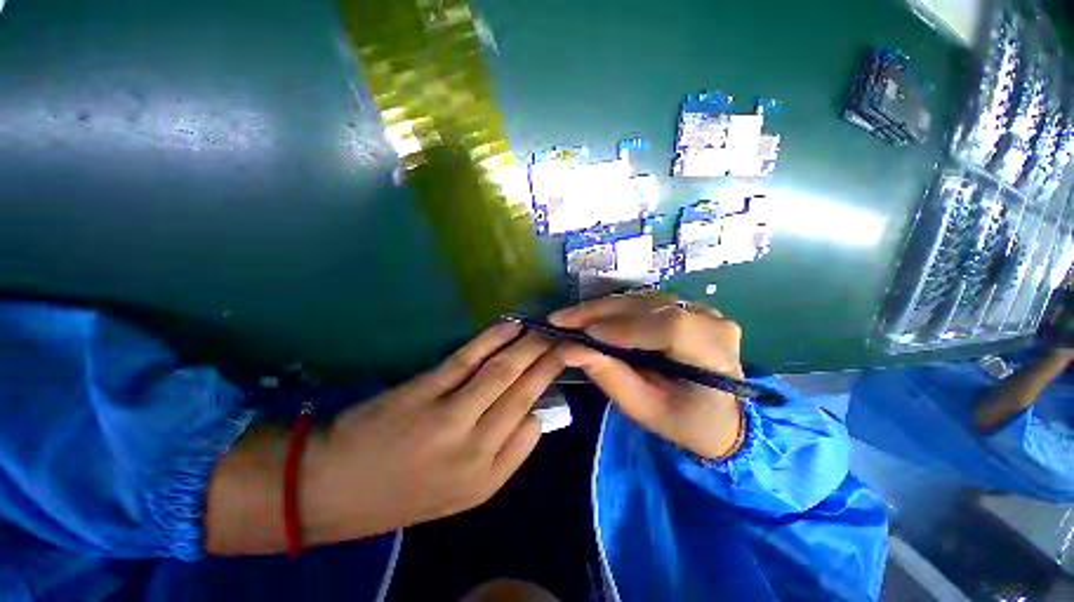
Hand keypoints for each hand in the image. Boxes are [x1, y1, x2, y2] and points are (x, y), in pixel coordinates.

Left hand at [300, 322, 562, 544]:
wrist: (332, 489)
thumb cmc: (403, 492)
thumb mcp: (462, 493)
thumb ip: (506, 456)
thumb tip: (534, 414)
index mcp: (485, 477)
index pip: (533, 423)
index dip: (550, 387)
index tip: (563, 364)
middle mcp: (474, 448)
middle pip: (523, 391)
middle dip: (549, 360)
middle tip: (566, 339)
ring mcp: (448, 416)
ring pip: (502, 372)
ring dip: (528, 347)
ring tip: (546, 330)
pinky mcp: (423, 391)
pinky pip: (467, 359)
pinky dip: (493, 339)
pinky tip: (512, 327)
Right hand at [550, 291, 744, 459]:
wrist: (719, 416)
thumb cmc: (685, 421)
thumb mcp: (646, 409)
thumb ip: (611, 378)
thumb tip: (569, 349)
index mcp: (714, 355)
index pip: (670, 328)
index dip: (624, 327)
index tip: (583, 334)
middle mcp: (711, 322)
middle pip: (650, 306)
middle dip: (601, 312)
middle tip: (561, 318)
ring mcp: (701, 309)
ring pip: (643, 299)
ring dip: (603, 308)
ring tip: (571, 317)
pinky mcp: (687, 306)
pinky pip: (645, 301)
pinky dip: (615, 308)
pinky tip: (592, 315)